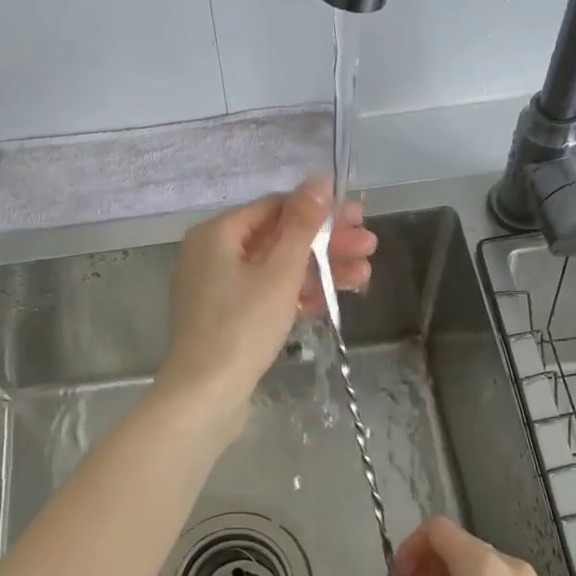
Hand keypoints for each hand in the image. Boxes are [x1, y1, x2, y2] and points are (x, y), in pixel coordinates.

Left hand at [156, 179, 376, 420]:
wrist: (205, 395)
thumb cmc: (242, 325)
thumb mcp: (279, 271)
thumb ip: (302, 225)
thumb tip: (318, 180)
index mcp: (217, 234)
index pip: (274, 208)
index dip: (318, 211)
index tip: (357, 217)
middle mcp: (212, 255)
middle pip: (278, 239)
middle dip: (326, 243)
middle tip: (369, 245)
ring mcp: (218, 290)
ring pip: (276, 270)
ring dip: (319, 271)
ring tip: (365, 274)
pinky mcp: (227, 320)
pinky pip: (266, 297)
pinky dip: (296, 296)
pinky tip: (332, 301)